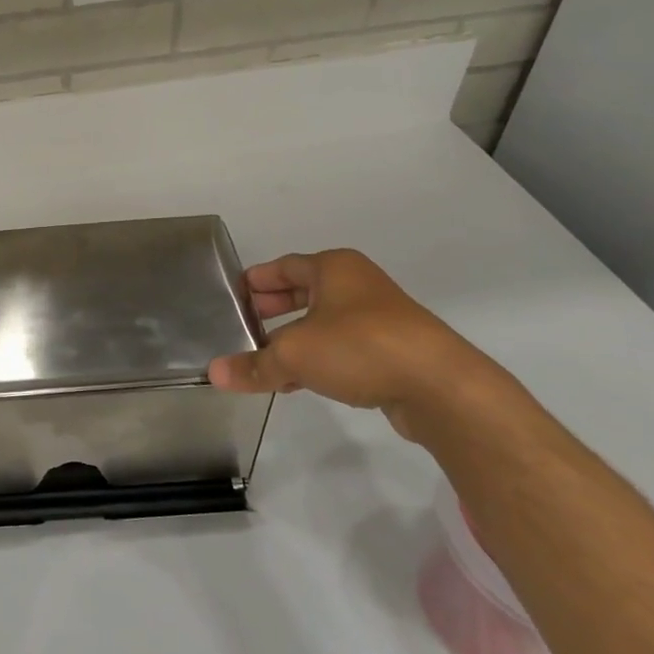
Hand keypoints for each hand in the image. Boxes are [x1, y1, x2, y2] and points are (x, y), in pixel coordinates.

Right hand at [208, 249, 499, 438]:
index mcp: (334, 268)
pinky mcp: (393, 350)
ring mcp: (379, 318)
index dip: (256, 281)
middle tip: (243, 326)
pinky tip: (297, 382)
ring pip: (323, 322)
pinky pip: (342, 347)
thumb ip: (253, 365)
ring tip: (263, 359)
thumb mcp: (294, 354)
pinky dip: (318, 358)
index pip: (283, 266)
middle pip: (303, 292)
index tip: (232, 296)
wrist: (440, 387)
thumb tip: (214, 374)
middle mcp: (357, 285)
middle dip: (272, 309)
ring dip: (293, 338)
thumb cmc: (359, 347)